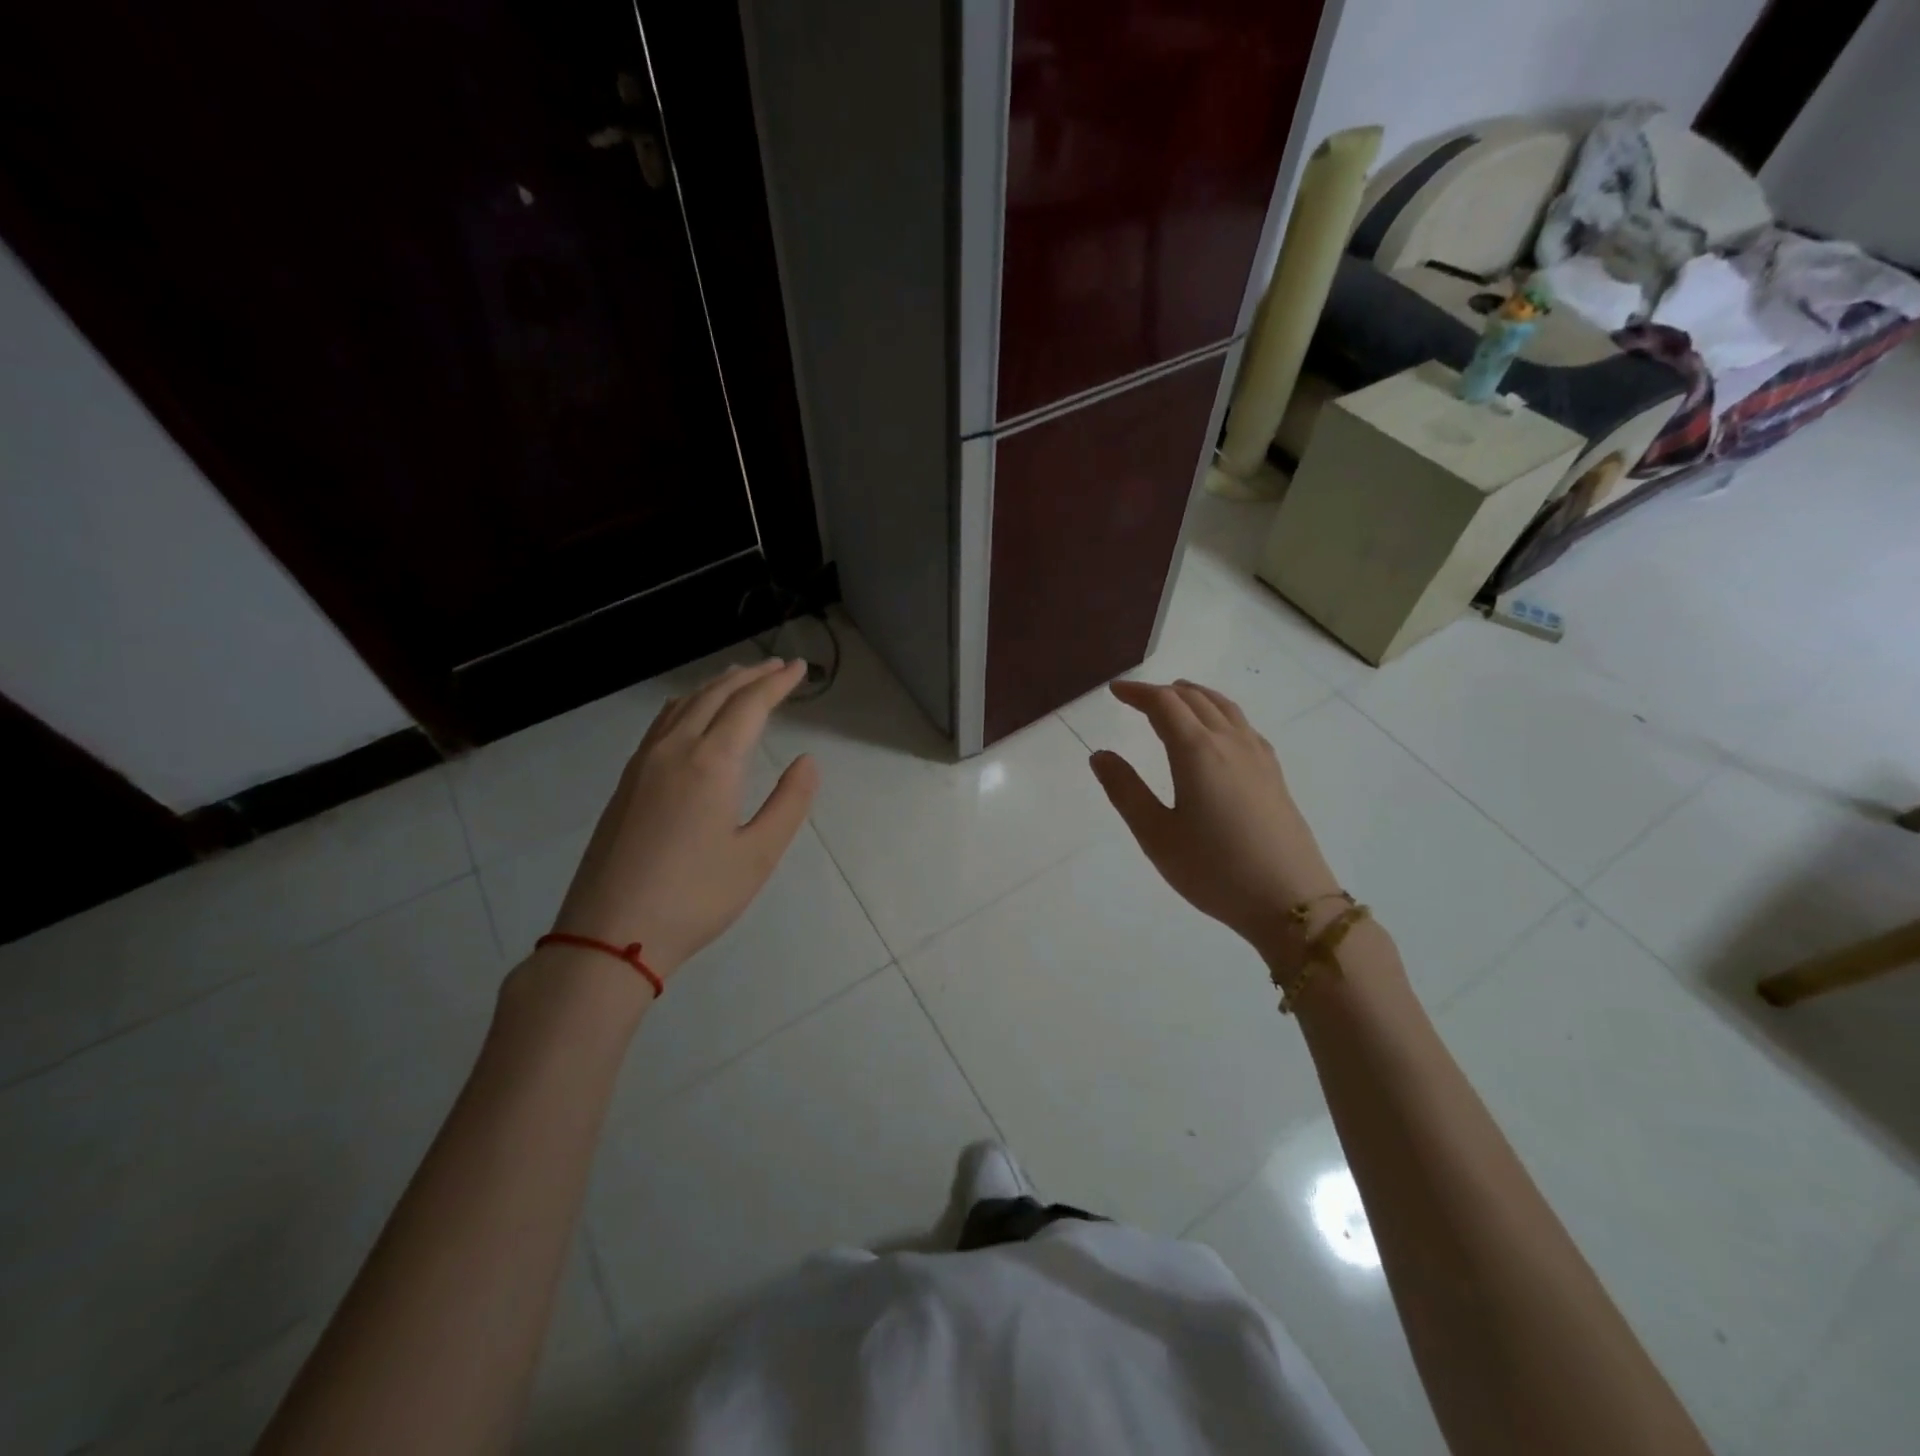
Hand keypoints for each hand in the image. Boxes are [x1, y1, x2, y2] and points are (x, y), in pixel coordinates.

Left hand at [550, 659, 818, 980]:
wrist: (610, 933)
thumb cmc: (695, 897)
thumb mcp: (758, 855)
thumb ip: (789, 802)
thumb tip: (807, 761)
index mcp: (711, 762)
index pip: (750, 705)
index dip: (778, 684)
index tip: (799, 668)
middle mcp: (675, 749)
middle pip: (714, 695)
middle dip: (749, 676)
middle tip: (777, 666)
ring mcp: (643, 763)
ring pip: (683, 704)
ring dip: (716, 685)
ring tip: (739, 678)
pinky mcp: (627, 782)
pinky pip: (662, 722)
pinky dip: (688, 703)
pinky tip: (692, 714)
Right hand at [1088, 680, 1339, 957]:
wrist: (1291, 902)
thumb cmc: (1214, 870)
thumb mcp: (1156, 835)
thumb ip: (1125, 790)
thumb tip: (1100, 755)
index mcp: (1197, 751)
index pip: (1164, 704)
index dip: (1137, 692)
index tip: (1115, 690)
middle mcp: (1230, 742)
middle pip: (1195, 699)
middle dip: (1163, 692)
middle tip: (1137, 698)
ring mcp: (1258, 757)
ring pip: (1225, 708)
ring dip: (1196, 696)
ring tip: (1178, 697)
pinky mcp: (1275, 775)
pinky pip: (1244, 725)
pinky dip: (1221, 713)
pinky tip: (1220, 731)